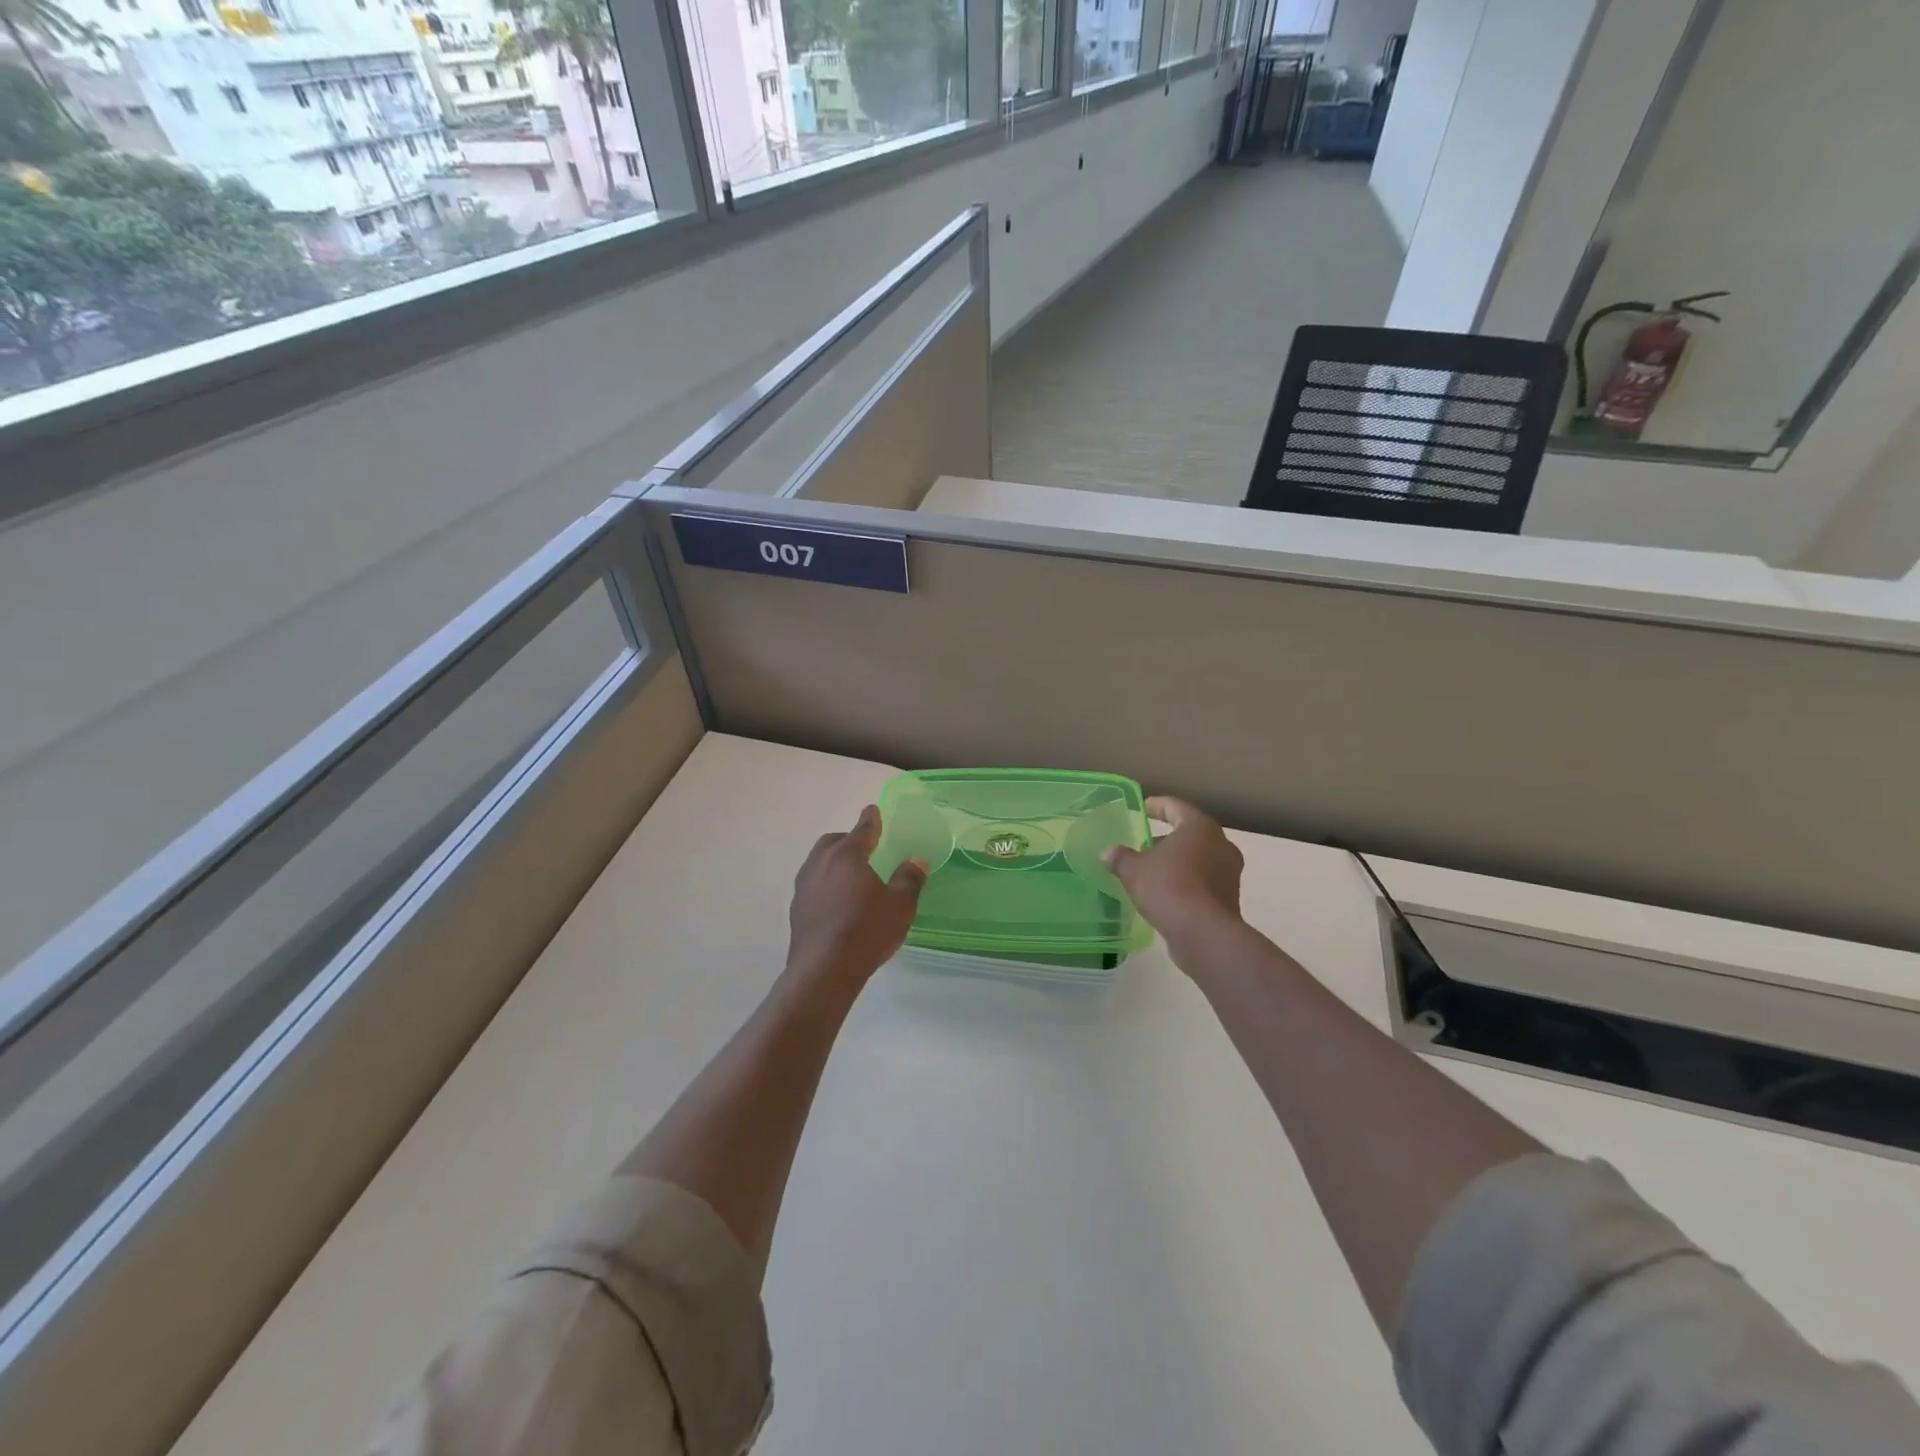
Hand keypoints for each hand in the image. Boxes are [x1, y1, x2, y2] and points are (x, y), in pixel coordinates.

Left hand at [786, 805, 927, 991]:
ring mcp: (804, 887)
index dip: (870, 820)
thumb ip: (909, 879)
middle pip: (833, 842)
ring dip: (834, 862)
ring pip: (818, 862)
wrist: (824, 971)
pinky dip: (826, 883)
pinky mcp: (796, 910)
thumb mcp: (900, 905)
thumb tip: (916, 860)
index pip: (861, 830)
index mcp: (847, 856)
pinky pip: (813, 885)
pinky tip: (837, 901)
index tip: (873, 810)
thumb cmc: (866, 931)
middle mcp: (820, 864)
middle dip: (848, 840)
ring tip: (851, 875)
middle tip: (864, 846)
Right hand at [1104, 796, 1244, 951]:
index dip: (1156, 806)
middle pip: (1190, 833)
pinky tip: (1166, 893)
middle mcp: (1220, 844)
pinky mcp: (1229, 897)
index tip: (1142, 807)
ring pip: (1198, 858)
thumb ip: (1120, 857)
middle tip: (1143, 845)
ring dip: (1177, 862)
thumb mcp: (1134, 870)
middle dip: (1166, 839)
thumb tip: (1108, 852)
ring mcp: (1229, 872)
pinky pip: (1203, 881)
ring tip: (1151, 872)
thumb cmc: (1168, 887)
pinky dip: (1186, 882)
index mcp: (1199, 827)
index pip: (1175, 807)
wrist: (1204, 933)